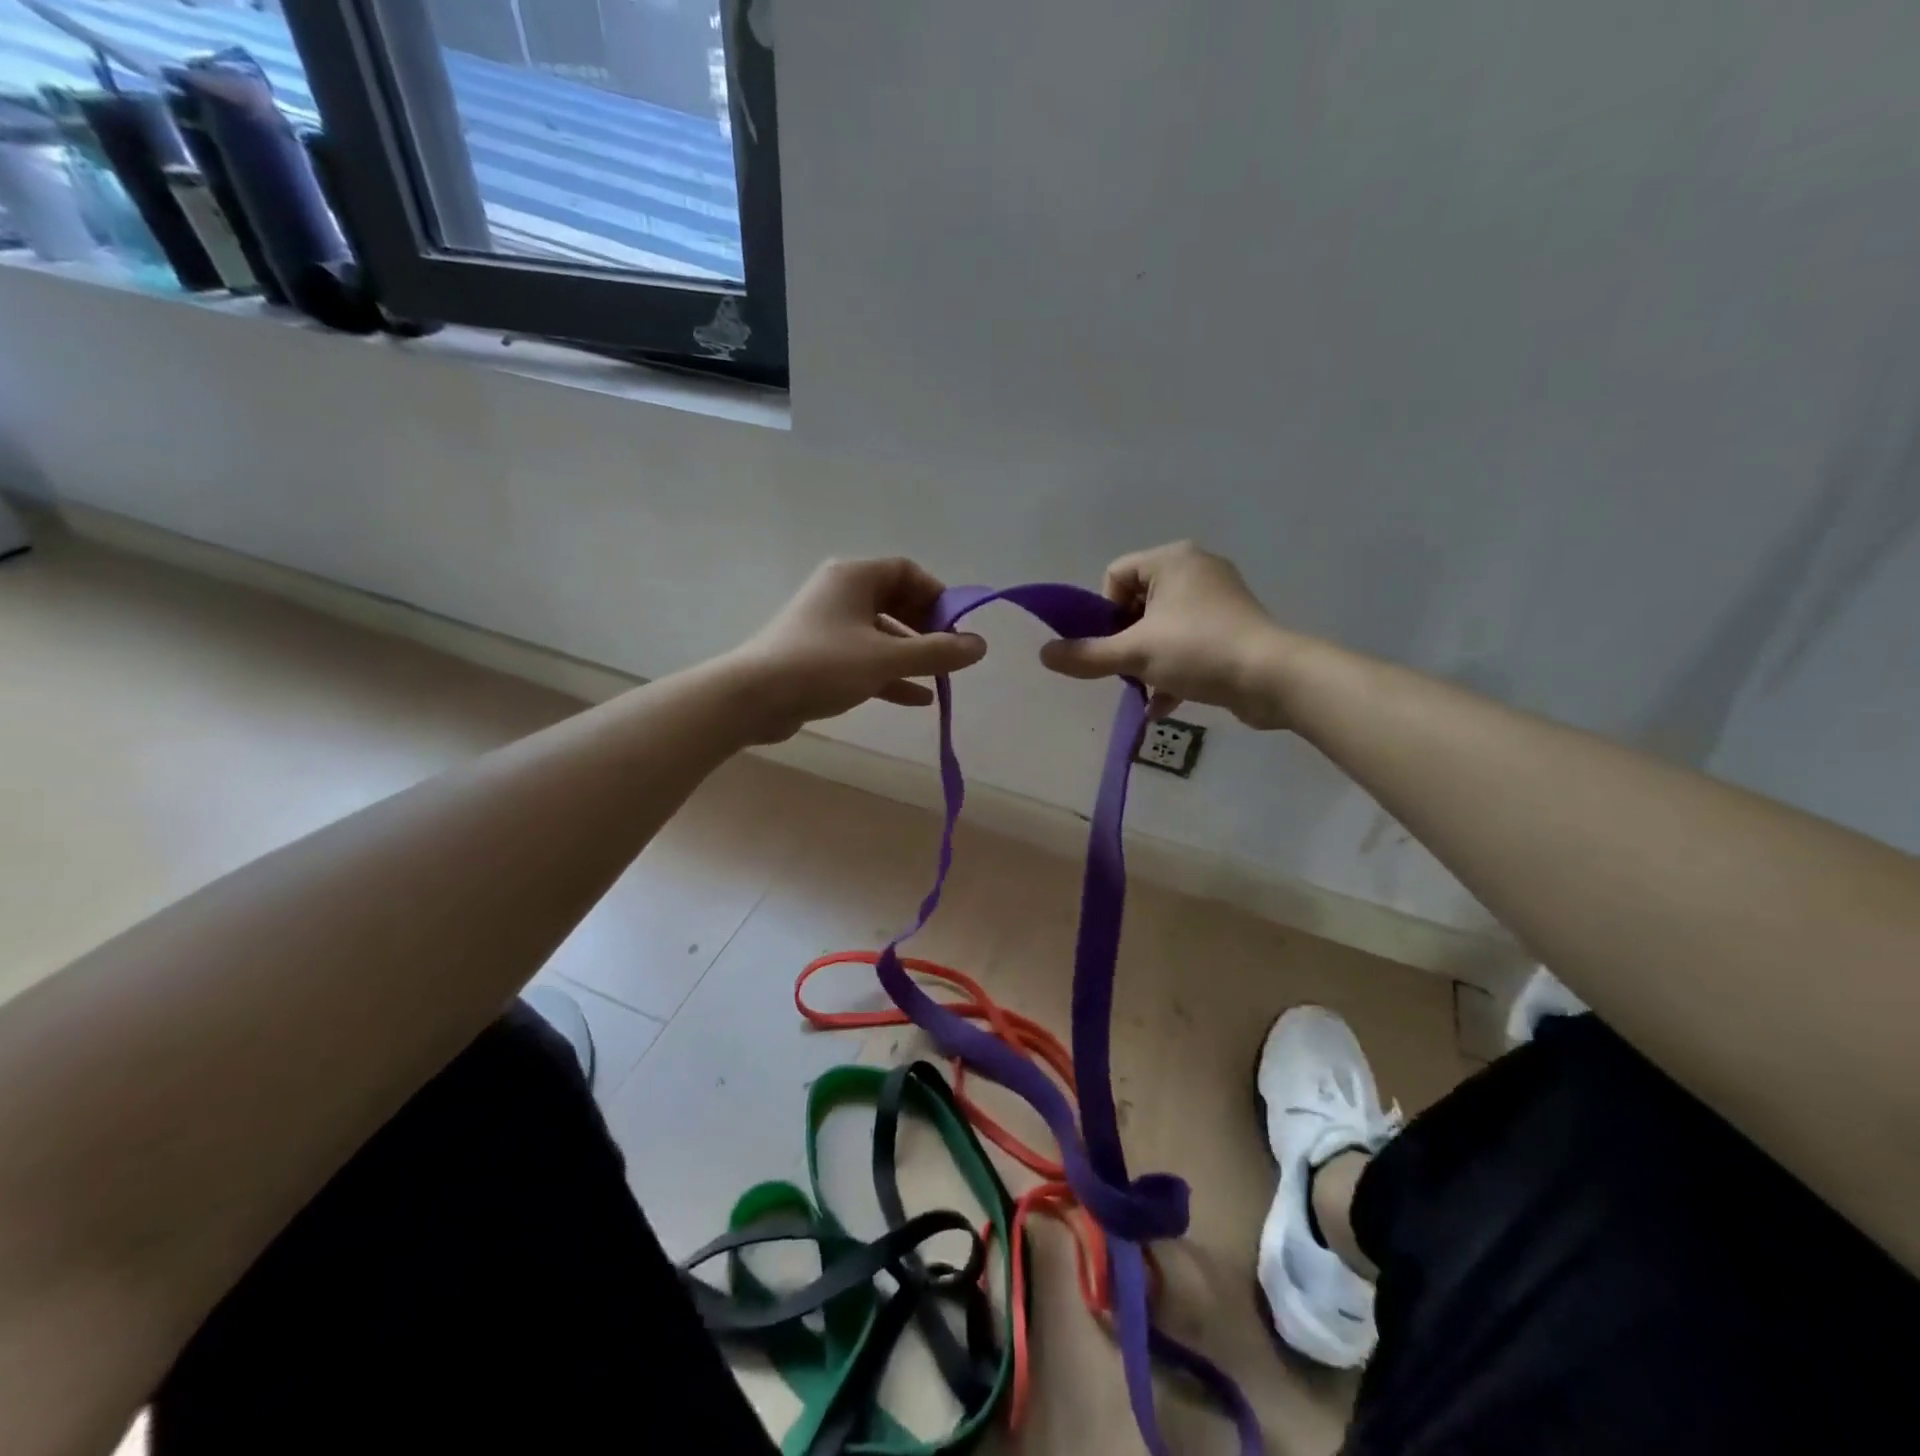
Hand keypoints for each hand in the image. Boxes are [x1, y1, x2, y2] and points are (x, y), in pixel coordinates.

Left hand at [724, 557, 986, 742]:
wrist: (754, 698)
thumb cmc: (823, 665)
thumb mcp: (886, 658)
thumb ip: (936, 652)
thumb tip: (980, 645)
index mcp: (854, 577)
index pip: (907, 571)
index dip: (938, 596)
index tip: (956, 627)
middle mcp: (841, 594)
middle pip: (896, 601)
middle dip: (927, 628)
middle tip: (949, 655)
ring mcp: (829, 626)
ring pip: (882, 633)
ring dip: (911, 654)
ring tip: (939, 679)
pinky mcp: (820, 657)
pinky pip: (865, 658)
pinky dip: (890, 674)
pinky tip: (918, 699)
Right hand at [1039, 541, 1291, 726]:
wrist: (1273, 679)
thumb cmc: (1199, 651)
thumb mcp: (1135, 654)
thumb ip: (1086, 655)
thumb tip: (1043, 654)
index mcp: (1172, 560)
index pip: (1115, 576)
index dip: (1104, 613)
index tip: (1113, 644)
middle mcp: (1196, 569)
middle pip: (1137, 603)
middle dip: (1126, 641)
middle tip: (1127, 668)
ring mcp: (1218, 598)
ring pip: (1162, 627)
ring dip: (1147, 660)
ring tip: (1144, 688)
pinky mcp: (1233, 627)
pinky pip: (1189, 642)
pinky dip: (1174, 669)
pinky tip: (1164, 703)